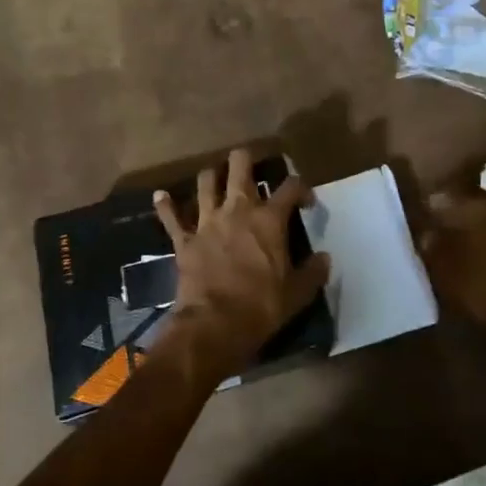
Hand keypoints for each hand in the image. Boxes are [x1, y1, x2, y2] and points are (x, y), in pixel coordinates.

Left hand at [152, 150, 329, 380]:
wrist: (214, 325)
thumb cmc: (261, 307)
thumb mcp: (297, 294)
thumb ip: (313, 272)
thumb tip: (325, 258)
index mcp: (269, 219)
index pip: (290, 187)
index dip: (301, 188)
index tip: (305, 201)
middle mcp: (238, 209)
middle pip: (240, 165)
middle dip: (246, 160)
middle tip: (252, 168)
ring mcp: (207, 221)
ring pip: (206, 182)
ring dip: (211, 176)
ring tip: (217, 179)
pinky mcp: (184, 239)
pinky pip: (171, 216)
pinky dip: (165, 205)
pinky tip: (161, 196)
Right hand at [417, 188, 485, 354]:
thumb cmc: (483, 289)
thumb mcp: (444, 270)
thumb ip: (432, 245)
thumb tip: (427, 232)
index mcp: (476, 205)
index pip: (444, 196)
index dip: (430, 208)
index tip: (422, 221)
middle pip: (469, 205)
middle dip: (454, 218)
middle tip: (439, 237)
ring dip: (475, 231)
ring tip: (461, 252)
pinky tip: (485, 264)